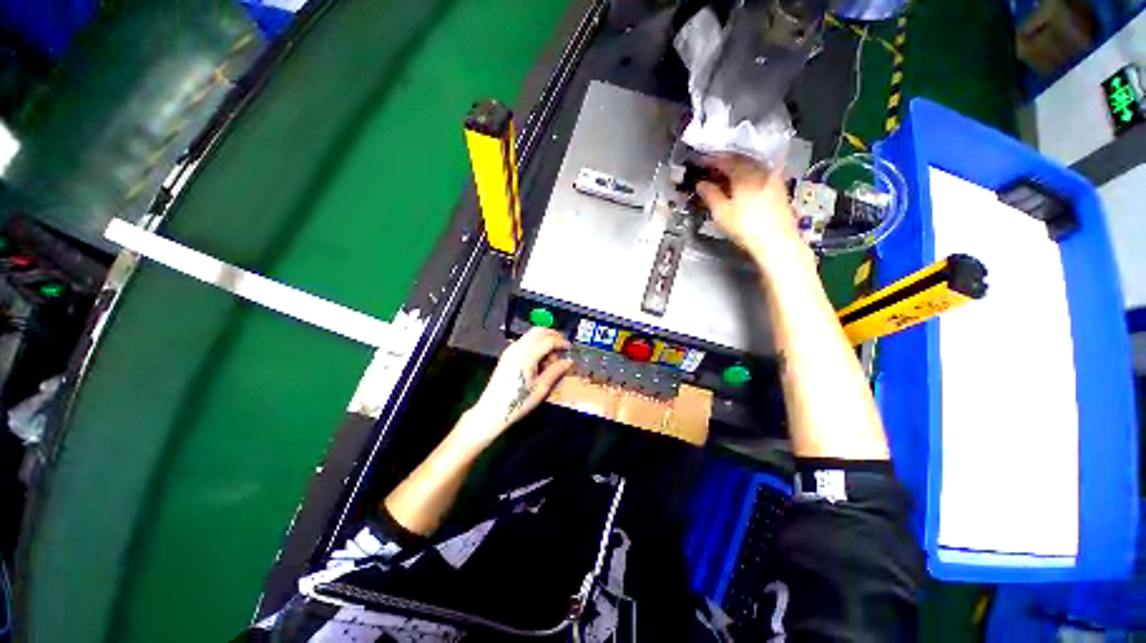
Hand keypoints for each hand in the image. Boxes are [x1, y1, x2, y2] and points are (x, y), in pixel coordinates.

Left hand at [469, 327, 573, 438]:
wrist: (491, 411)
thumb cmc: (518, 402)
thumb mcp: (541, 388)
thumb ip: (556, 371)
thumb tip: (569, 361)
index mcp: (527, 355)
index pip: (548, 340)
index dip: (561, 342)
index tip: (570, 349)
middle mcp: (518, 347)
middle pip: (539, 330)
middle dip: (553, 336)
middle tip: (562, 349)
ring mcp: (511, 349)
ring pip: (531, 335)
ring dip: (544, 340)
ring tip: (550, 360)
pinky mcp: (507, 354)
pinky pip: (525, 341)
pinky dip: (535, 345)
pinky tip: (539, 362)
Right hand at [696, 156, 802, 258]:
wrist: (776, 241)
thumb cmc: (745, 226)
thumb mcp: (721, 212)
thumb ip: (710, 194)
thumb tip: (700, 183)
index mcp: (744, 173)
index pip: (724, 160)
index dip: (710, 161)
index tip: (699, 163)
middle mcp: (760, 170)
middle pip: (740, 160)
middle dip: (724, 163)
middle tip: (710, 169)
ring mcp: (771, 177)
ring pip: (750, 166)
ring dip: (736, 169)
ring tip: (723, 177)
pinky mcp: (778, 187)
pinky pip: (759, 174)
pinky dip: (747, 175)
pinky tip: (741, 184)